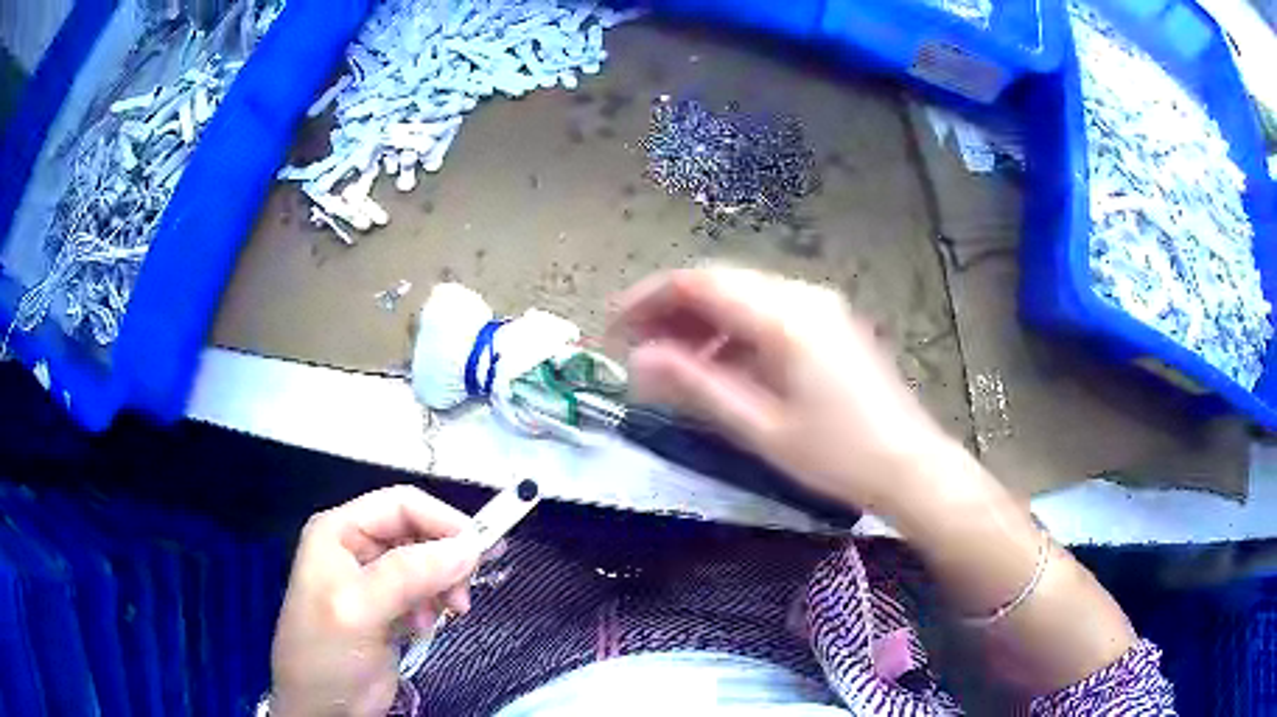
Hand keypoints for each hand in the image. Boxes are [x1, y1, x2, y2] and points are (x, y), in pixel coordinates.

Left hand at [270, 486, 480, 716]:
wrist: (323, 709)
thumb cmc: (327, 652)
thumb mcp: (360, 609)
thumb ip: (409, 574)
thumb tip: (470, 547)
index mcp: (339, 531)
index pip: (400, 505)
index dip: (443, 521)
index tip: (482, 551)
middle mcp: (356, 547)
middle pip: (417, 533)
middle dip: (446, 560)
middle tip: (463, 597)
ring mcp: (372, 580)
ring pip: (427, 564)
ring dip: (443, 587)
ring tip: (446, 616)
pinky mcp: (389, 609)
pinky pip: (425, 592)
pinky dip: (435, 606)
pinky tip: (426, 627)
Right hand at [609, 267, 956, 513]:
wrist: (910, 465)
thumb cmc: (836, 455)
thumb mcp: (760, 426)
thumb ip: (697, 385)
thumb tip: (638, 360)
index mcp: (784, 315)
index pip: (699, 284)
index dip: (648, 299)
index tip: (612, 328)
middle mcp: (802, 295)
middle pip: (720, 284)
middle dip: (670, 310)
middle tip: (633, 346)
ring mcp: (820, 307)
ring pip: (744, 297)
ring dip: (702, 322)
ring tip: (669, 360)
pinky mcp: (830, 325)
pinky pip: (769, 314)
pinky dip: (734, 333)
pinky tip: (718, 365)